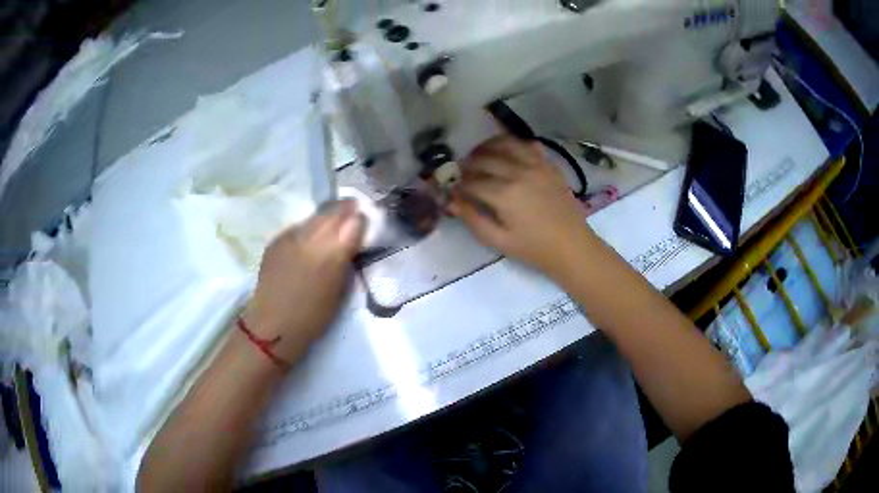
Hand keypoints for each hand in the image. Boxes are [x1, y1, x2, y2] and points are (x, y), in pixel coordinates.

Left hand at [242, 200, 365, 363]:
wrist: (274, 324)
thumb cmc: (314, 316)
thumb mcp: (340, 289)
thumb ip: (347, 257)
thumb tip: (355, 233)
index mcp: (333, 254)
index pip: (353, 221)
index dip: (360, 218)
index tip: (364, 218)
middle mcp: (312, 238)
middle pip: (333, 212)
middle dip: (344, 210)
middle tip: (352, 211)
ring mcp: (290, 236)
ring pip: (315, 216)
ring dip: (326, 216)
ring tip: (331, 223)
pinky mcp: (276, 240)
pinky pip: (298, 226)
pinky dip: (307, 228)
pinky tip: (309, 239)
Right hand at [448, 135, 590, 275]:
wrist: (572, 246)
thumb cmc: (534, 248)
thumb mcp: (499, 241)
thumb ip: (473, 219)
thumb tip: (451, 201)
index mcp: (504, 194)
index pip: (471, 182)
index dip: (457, 184)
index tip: (451, 188)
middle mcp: (518, 172)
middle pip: (484, 160)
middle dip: (468, 165)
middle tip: (461, 172)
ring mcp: (536, 165)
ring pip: (505, 144)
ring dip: (487, 147)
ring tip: (478, 155)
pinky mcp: (549, 165)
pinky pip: (528, 145)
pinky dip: (513, 144)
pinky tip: (507, 151)